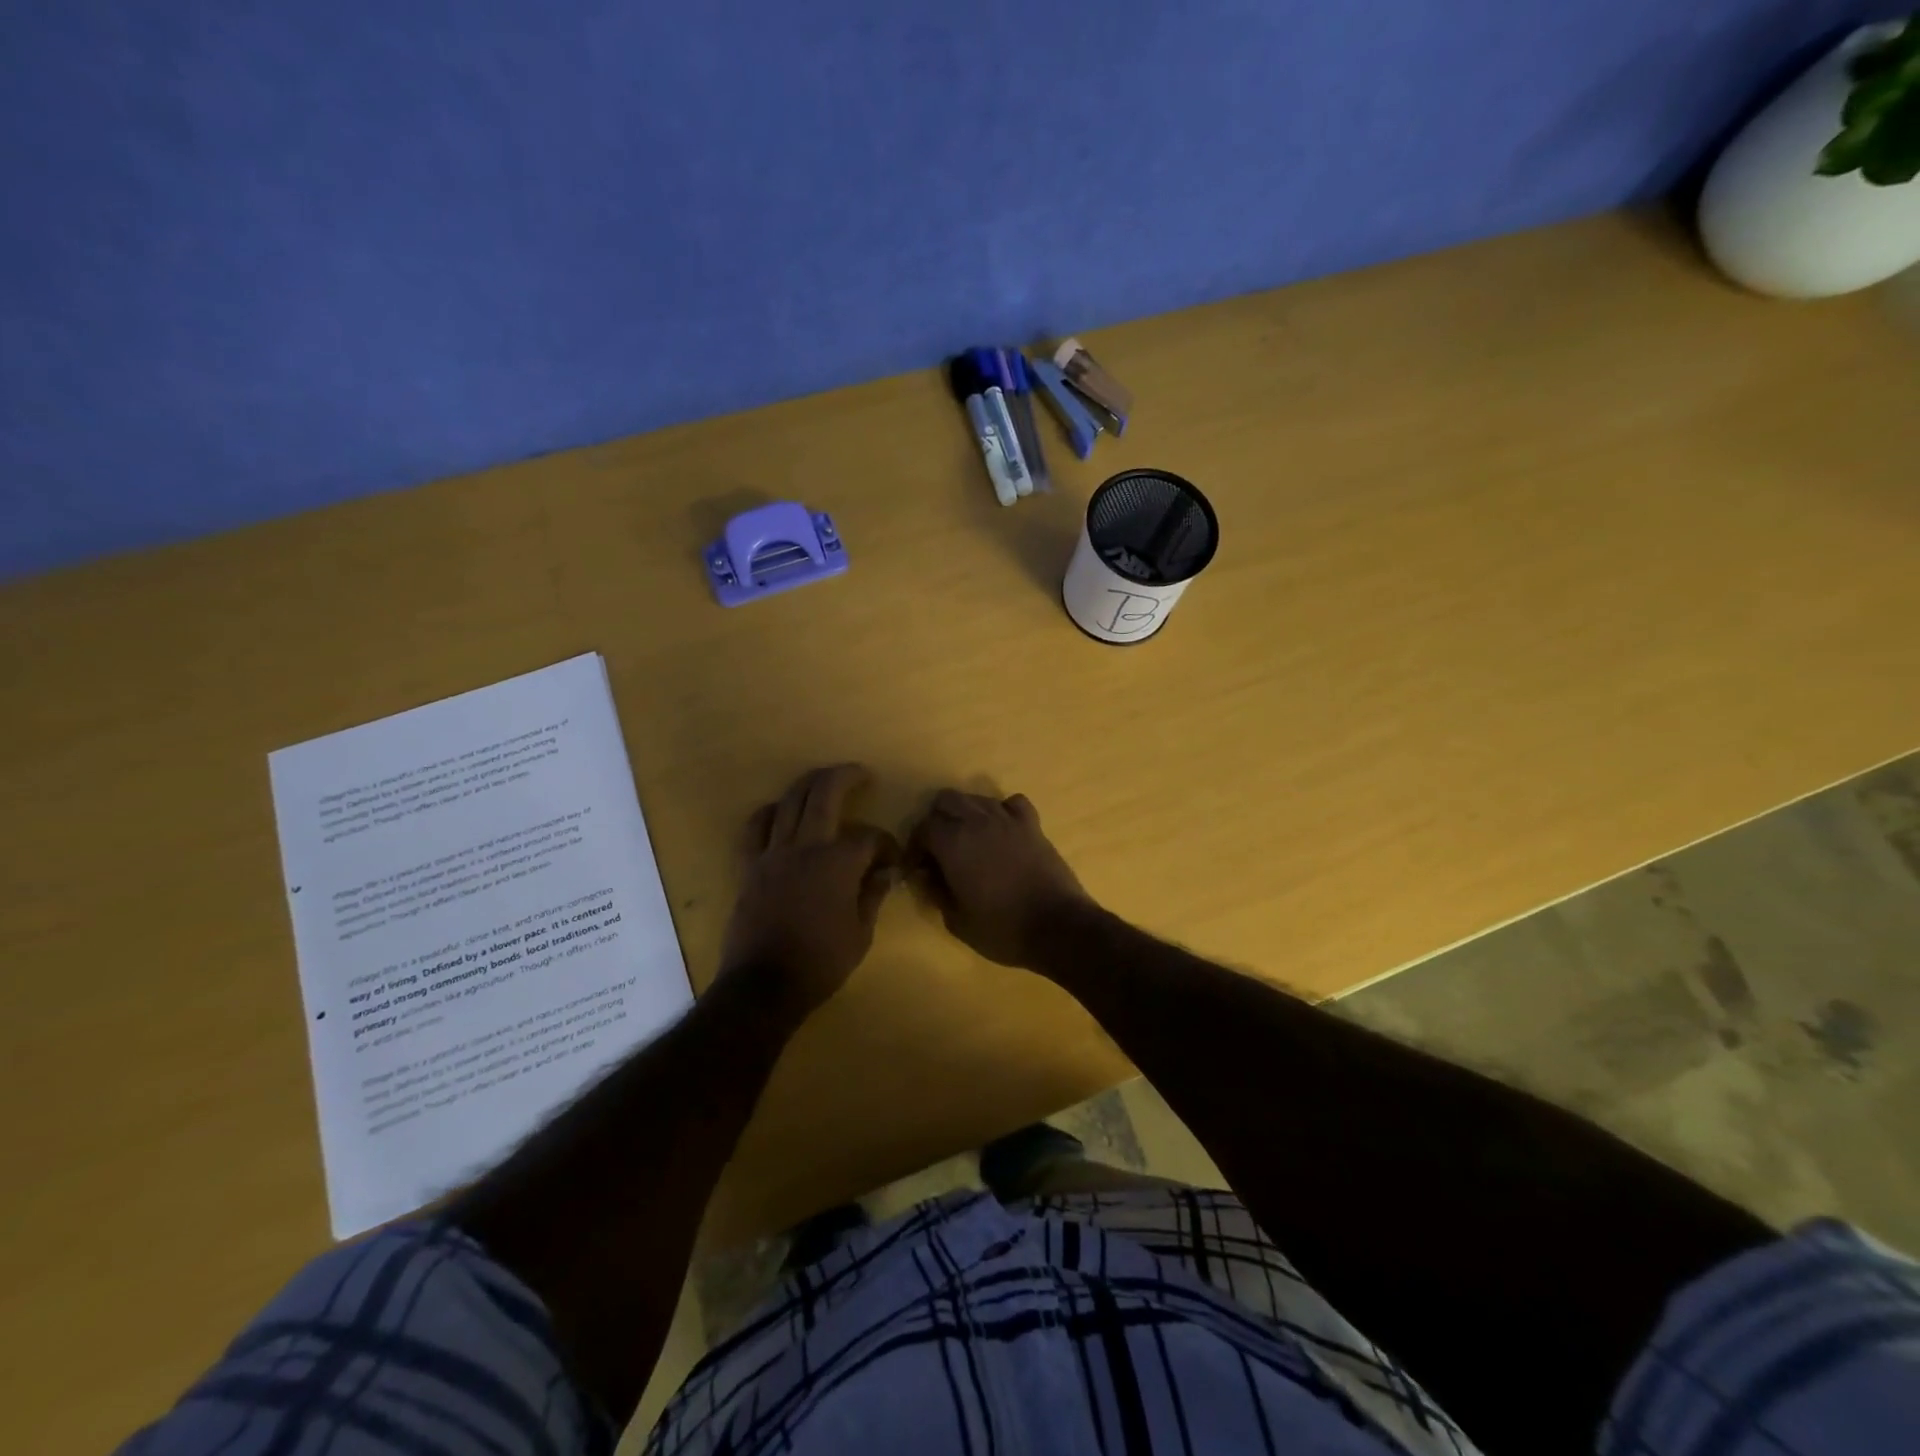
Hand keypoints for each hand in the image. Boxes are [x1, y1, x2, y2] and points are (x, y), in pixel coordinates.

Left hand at [721, 764, 900, 1016]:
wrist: (764, 986)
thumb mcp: (861, 934)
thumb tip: (884, 872)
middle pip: (825, 793)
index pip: (868, 836)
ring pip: (790, 800)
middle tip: (860, 773)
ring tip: (823, 780)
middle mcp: (805, 846)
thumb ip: (872, 895)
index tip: (891, 860)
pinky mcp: (750, 866)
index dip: (885, 843)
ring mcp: (773, 853)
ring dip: (809, 783)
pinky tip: (779, 811)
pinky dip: (769, 813)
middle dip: (846, 776)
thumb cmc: (820, 962)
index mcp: (838, 863)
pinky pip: (755, 827)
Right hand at [908, 789, 1095, 967]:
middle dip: (937, 820)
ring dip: (966, 814)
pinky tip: (1002, 831)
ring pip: (977, 799)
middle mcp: (978, 821)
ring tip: (969, 842)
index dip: (916, 846)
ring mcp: (1008, 819)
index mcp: (953, 842)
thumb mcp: (957, 920)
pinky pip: (1012, 803)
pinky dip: (1002, 811)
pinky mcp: (1032, 825)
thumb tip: (926, 875)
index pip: (924, 827)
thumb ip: (936, 892)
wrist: (1058, 926)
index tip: (918, 867)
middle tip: (939, 850)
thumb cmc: (1002, 929)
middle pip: (947, 800)